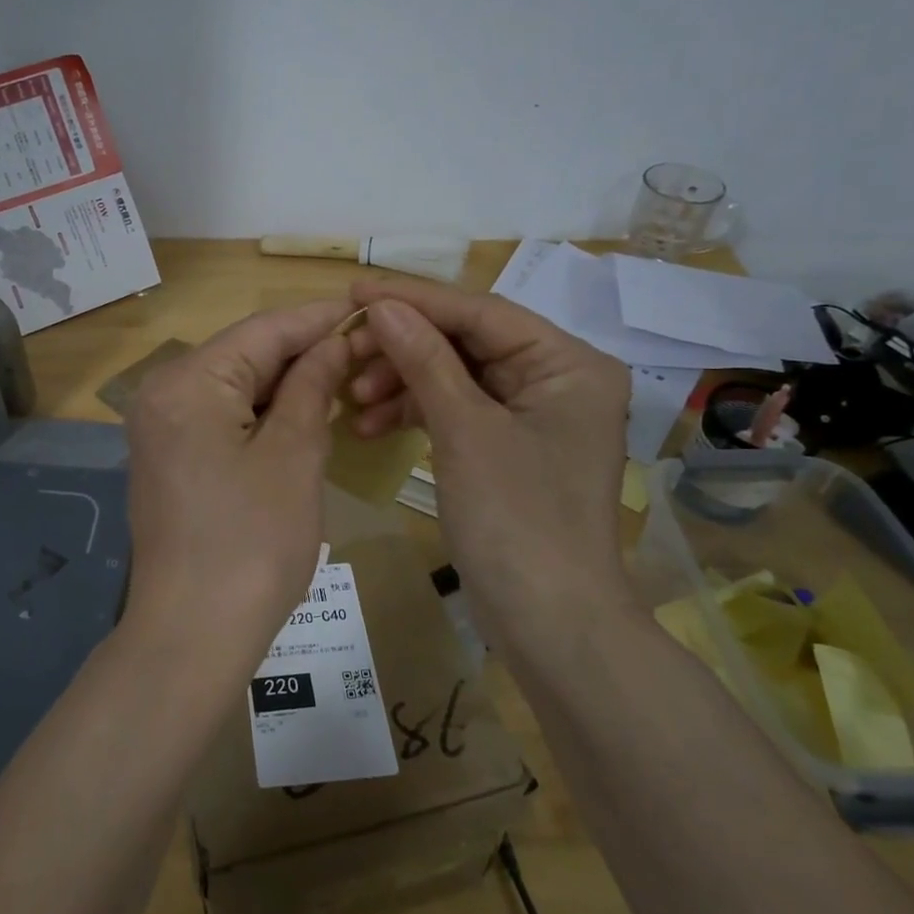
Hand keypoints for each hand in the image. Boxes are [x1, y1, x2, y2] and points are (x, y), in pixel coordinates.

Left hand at [123, 300, 352, 672]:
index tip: (369, 310)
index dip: (318, 319)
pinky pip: (220, 417)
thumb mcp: (294, 456)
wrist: (193, 635)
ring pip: (233, 386)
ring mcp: (160, 428)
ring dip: (285, 385)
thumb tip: (332, 343)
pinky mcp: (168, 458)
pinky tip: (302, 417)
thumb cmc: (252, 544)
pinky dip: (261, 414)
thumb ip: (312, 387)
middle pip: (244, 355)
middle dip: (303, 352)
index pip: (263, 330)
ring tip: (344, 381)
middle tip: (365, 351)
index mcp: (187, 382)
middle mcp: (163, 394)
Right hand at [343, 278, 632, 640]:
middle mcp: (557, 380)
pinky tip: (371, 427)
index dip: (414, 301)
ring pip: (456, 378)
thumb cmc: (517, 520)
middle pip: (467, 344)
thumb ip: (424, 360)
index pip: (481, 313)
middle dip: (403, 351)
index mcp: (568, 364)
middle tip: (345, 354)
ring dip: (403, 385)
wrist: (550, 624)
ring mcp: (533, 416)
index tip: (354, 290)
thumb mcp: (465, 432)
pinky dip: (416, 415)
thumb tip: (381, 305)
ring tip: (351, 402)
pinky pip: (457, 412)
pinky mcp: (509, 447)